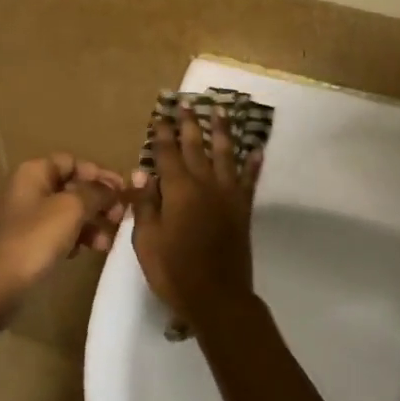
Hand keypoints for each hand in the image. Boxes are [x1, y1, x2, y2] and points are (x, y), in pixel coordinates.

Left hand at [0, 155, 126, 312]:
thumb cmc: (33, 240)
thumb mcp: (71, 210)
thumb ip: (96, 193)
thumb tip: (111, 188)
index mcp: (33, 172)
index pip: (73, 162)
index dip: (99, 174)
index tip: (124, 191)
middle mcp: (25, 189)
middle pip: (70, 187)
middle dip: (98, 201)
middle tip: (120, 218)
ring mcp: (22, 218)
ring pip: (65, 212)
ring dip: (90, 223)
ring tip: (107, 242)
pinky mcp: (22, 243)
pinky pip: (55, 233)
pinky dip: (74, 238)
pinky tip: (87, 251)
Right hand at [130, 110, 259, 326]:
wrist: (217, 297)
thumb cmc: (174, 271)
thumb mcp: (147, 241)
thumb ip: (145, 205)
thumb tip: (142, 174)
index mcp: (178, 190)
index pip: (167, 154)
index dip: (162, 134)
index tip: (160, 116)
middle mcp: (204, 184)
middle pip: (196, 146)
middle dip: (190, 123)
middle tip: (187, 102)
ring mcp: (227, 195)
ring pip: (225, 154)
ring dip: (222, 131)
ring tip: (220, 111)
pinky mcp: (243, 209)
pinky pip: (249, 179)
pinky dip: (253, 163)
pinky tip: (257, 149)